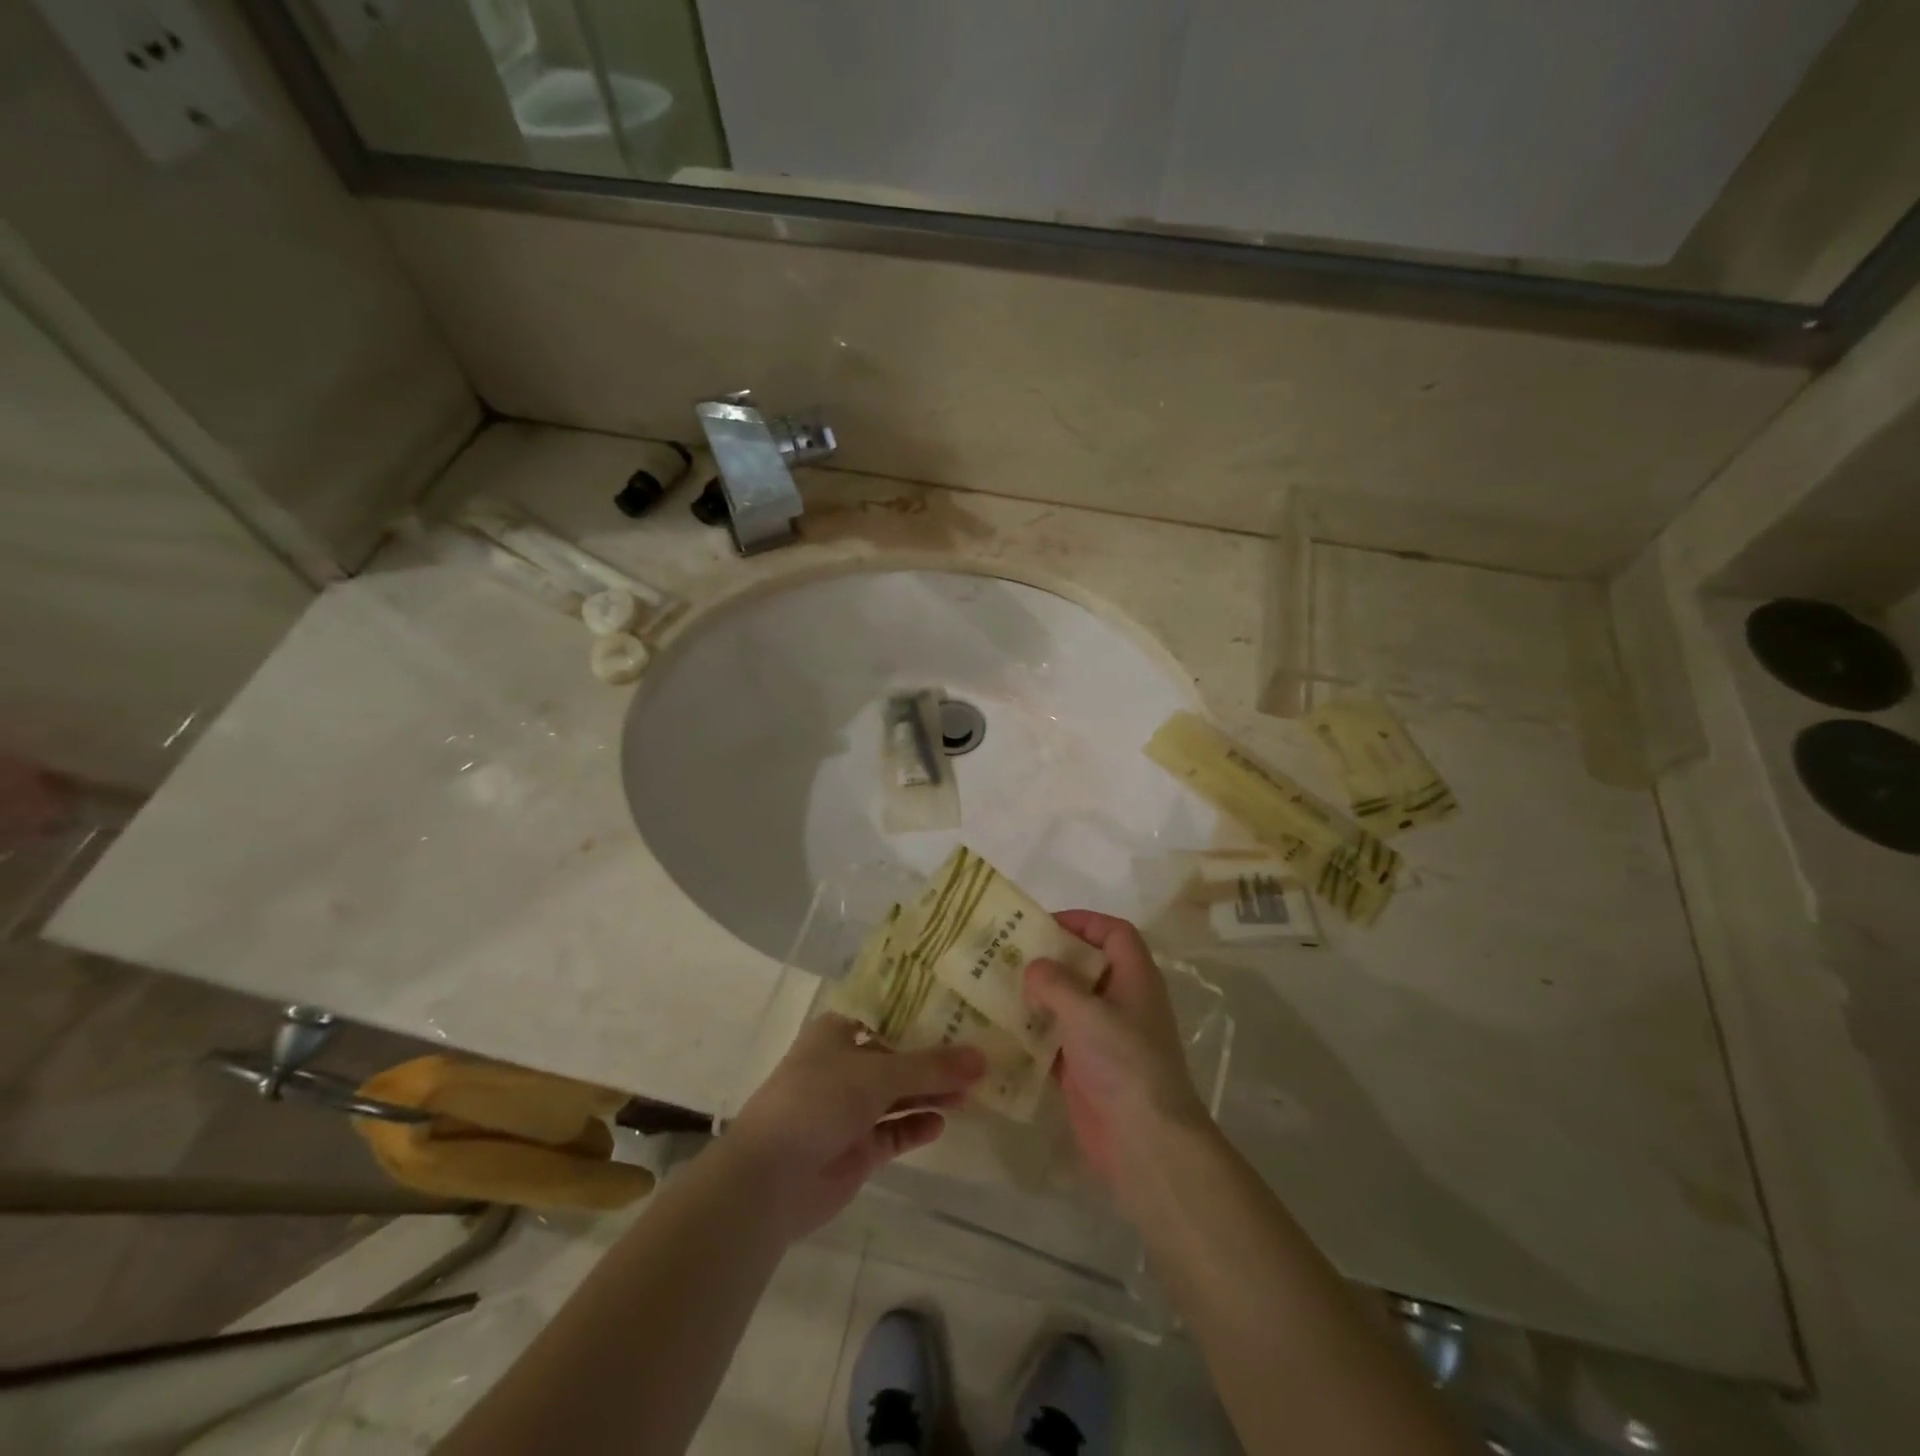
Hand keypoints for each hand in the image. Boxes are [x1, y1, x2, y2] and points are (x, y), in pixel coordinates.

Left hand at [723, 1015, 984, 1241]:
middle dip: (935, 1057)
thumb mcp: (877, 1075)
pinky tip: (943, 1122)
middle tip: (980, 1052)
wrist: (770, 1180)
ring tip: (974, 1089)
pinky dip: (917, 1126)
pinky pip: (895, 1131)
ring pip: (900, 1095)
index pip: (887, 1014)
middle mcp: (845, 1065)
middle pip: (898, 1055)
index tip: (961, 1007)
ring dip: (932, 1092)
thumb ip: (931, 1067)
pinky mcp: (858, 1148)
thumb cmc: (817, 1101)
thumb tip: (983, 1058)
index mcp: (838, 1032)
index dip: (922, 1012)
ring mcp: (850, 1109)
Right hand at [1025, 911, 1212, 1198]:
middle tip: (1009, 953)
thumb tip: (1033, 968)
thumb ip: (1055, 983)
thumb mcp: (1087, 1012)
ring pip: (1068, 1003)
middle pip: (1086, 966)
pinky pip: (1056, 1039)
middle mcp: (1121, 1002)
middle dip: (1051, 958)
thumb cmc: (1123, 1062)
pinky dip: (1033, 1032)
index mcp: (1134, 978)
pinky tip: (1001, 1029)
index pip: (1114, 933)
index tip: (1044, 924)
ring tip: (997, 985)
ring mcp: (1104, 1037)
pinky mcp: (1087, 1068)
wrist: (1145, 1141)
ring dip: (1038, 995)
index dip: (1084, 921)